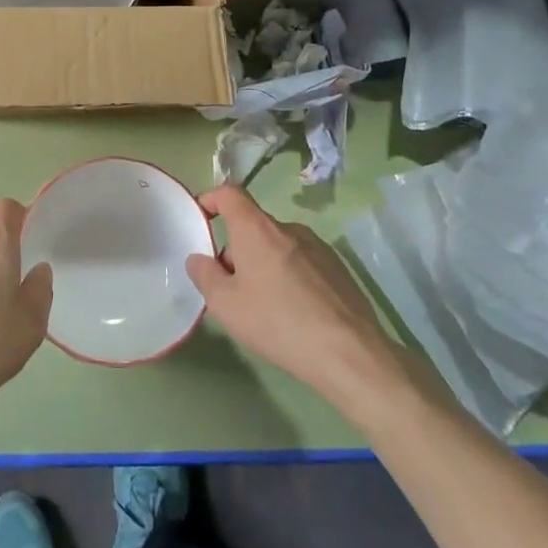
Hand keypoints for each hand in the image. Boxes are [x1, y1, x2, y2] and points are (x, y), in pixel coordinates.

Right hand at [186, 185, 408, 400]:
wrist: (348, 352)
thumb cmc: (277, 322)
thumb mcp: (225, 305)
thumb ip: (204, 275)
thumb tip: (199, 258)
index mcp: (257, 229)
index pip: (230, 194)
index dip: (211, 199)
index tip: (201, 218)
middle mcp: (289, 228)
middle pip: (253, 226)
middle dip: (236, 249)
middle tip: (230, 288)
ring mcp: (318, 247)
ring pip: (278, 246)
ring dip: (263, 264)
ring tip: (263, 305)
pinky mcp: (338, 269)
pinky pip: (302, 262)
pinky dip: (289, 277)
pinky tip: (293, 312)